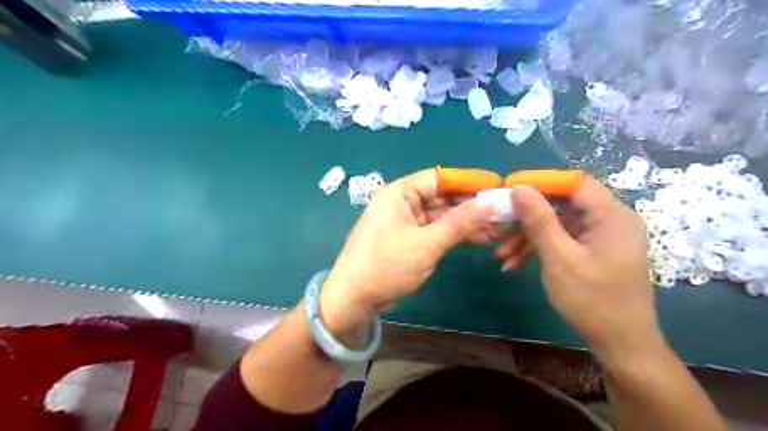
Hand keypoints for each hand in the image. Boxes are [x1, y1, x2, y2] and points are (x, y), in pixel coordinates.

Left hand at [319, 169, 493, 332]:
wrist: (353, 299)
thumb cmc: (386, 266)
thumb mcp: (426, 244)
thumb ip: (458, 223)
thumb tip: (490, 203)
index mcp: (399, 193)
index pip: (439, 178)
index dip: (468, 182)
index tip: (496, 188)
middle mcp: (401, 202)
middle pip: (441, 197)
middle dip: (471, 207)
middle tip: (501, 214)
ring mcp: (404, 221)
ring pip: (440, 216)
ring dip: (465, 223)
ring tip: (496, 231)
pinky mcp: (407, 239)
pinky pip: (434, 230)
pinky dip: (453, 234)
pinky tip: (477, 239)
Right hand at [498, 175, 659, 359]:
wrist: (621, 344)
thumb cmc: (592, 300)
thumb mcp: (559, 257)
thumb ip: (539, 219)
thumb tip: (519, 187)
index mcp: (610, 215)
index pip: (574, 182)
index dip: (541, 182)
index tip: (510, 191)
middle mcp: (609, 219)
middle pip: (562, 203)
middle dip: (528, 217)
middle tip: (500, 227)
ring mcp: (601, 236)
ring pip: (558, 223)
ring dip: (528, 237)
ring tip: (501, 255)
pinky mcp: (593, 250)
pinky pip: (563, 239)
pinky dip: (540, 248)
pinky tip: (515, 263)